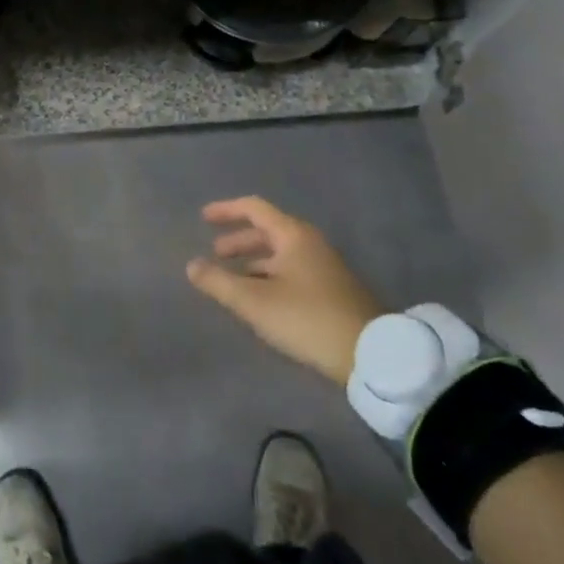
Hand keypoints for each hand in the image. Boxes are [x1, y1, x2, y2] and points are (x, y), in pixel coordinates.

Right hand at [187, 197, 383, 384]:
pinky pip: (292, 271)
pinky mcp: (332, 290)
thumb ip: (219, 282)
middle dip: (238, 241)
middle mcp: (310, 243)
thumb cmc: (307, 319)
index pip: (254, 208)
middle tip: (215, 254)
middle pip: (267, 231)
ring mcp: (324, 267)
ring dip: (253, 262)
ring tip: (232, 280)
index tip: (203, 218)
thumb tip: (192, 265)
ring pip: (280, 254)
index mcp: (293, 235)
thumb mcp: (255, 302)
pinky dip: (269, 276)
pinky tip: (260, 299)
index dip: (226, 210)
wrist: (372, 355)